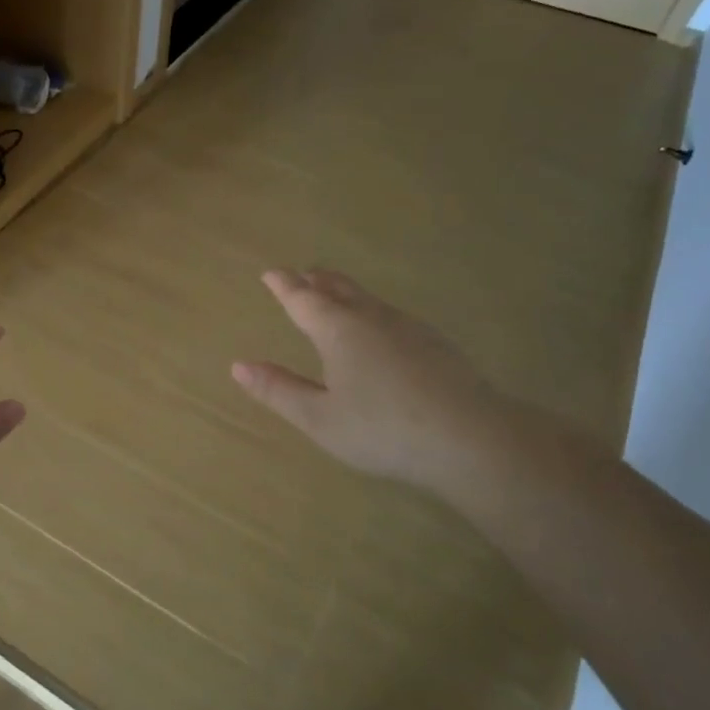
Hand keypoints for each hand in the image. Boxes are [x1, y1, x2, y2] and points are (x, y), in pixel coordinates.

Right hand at [231, 270, 509, 493]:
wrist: (470, 437)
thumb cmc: (382, 429)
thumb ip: (279, 391)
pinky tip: (380, 328)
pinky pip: (391, 314)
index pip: (303, 299)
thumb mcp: (319, 418)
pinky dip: (371, 310)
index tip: (271, 273)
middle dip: (317, 279)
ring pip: (368, 298)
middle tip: (303, 273)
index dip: (284, 285)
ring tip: (335, 292)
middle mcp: (371, 318)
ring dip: (345, 291)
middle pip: (339, 288)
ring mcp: (408, 328)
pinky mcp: (434, 343)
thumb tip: (239, 366)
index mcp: (338, 331)